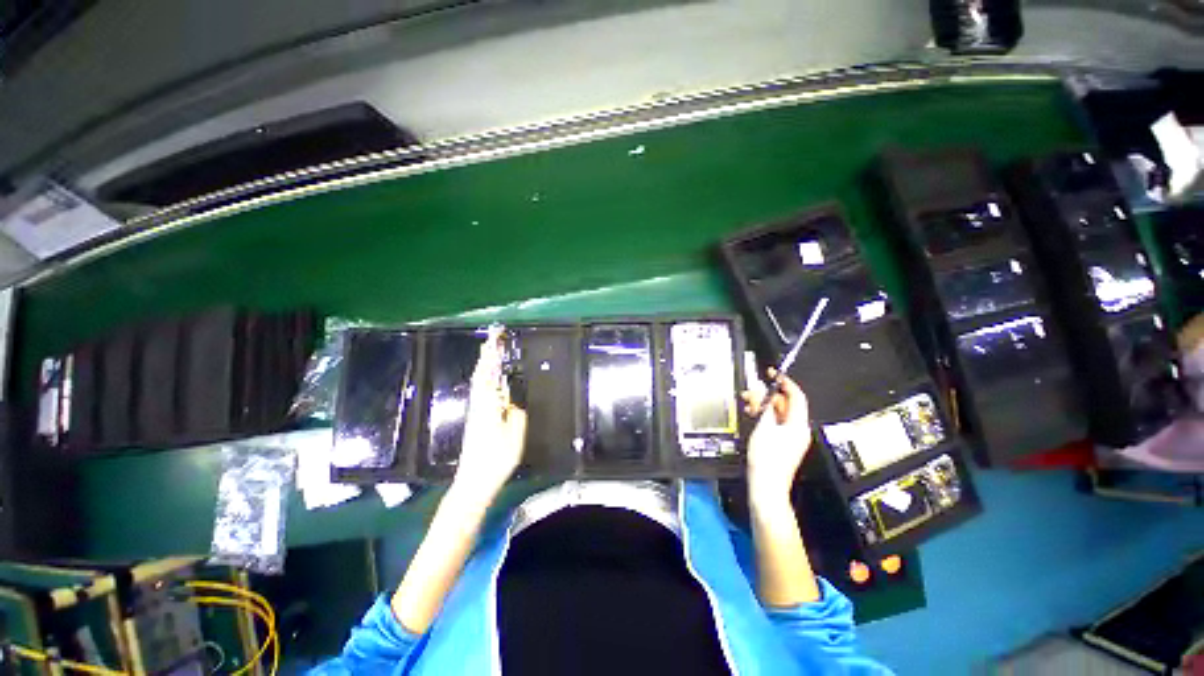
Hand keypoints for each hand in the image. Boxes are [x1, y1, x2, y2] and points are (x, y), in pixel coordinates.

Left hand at [451, 329, 527, 502]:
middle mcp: (479, 404)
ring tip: (490, 352)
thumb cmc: (496, 459)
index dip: (491, 354)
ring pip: (478, 382)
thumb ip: (516, 415)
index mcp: (488, 405)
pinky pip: (480, 390)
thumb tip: (511, 403)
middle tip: (493, 338)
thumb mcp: (514, 436)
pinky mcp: (476, 419)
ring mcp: (475, 411)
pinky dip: (484, 378)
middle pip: (480, 374)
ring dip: (484, 365)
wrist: (473, 481)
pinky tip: (488, 379)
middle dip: (486, 355)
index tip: (495, 337)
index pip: (488, 373)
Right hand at [741, 372, 811, 503]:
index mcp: (798, 425)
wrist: (766, 485)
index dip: (786, 383)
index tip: (774, 374)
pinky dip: (765, 416)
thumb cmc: (766, 458)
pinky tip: (753, 414)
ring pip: (779, 413)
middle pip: (786, 405)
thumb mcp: (763, 427)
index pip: (797, 397)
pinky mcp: (783, 443)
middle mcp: (798, 430)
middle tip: (752, 390)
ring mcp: (791, 437)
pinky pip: (776, 423)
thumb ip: (764, 406)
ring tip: (748, 403)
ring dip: (764, 405)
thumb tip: (763, 391)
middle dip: (769, 395)